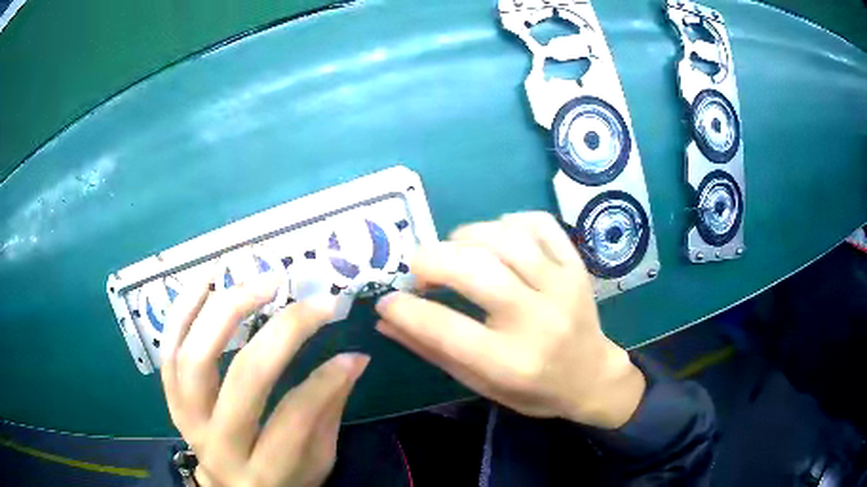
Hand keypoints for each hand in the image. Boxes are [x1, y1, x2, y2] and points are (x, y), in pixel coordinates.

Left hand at [161, 275, 368, 486]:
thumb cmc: (282, 480)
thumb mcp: (315, 461)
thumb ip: (328, 412)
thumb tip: (353, 359)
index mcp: (265, 472)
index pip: (295, 418)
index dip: (327, 380)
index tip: (352, 352)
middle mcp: (220, 446)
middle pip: (244, 379)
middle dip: (282, 331)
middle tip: (312, 302)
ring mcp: (189, 421)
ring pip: (196, 358)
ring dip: (228, 310)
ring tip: (261, 282)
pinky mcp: (172, 402)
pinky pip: (169, 353)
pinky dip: (183, 312)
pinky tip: (206, 282)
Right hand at [376, 212, 644, 428]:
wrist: (592, 377)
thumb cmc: (533, 389)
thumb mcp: (480, 383)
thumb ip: (433, 351)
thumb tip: (386, 320)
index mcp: (510, 362)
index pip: (445, 328)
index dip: (404, 309)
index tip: (386, 299)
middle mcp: (538, 320)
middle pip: (475, 271)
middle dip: (430, 261)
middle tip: (417, 268)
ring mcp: (562, 286)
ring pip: (505, 239)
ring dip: (466, 236)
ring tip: (454, 250)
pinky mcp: (576, 265)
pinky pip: (539, 224)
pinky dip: (509, 222)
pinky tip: (497, 238)